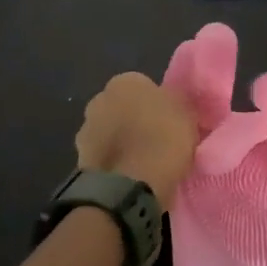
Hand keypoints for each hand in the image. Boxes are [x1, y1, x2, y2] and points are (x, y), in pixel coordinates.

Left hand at [75, 72, 197, 205]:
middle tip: (155, 140)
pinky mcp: (79, 159)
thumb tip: (170, 103)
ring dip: (120, 142)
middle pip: (122, 107)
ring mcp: (85, 130)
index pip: (143, 87)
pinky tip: (129, 176)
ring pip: (109, 132)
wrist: (130, 183)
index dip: (157, 105)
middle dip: (134, 120)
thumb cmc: (163, 139)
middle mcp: (99, 99)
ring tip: (142, 163)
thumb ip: (175, 103)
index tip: (168, 122)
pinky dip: (113, 163)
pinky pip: (103, 156)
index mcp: (125, 81)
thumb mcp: (187, 114)